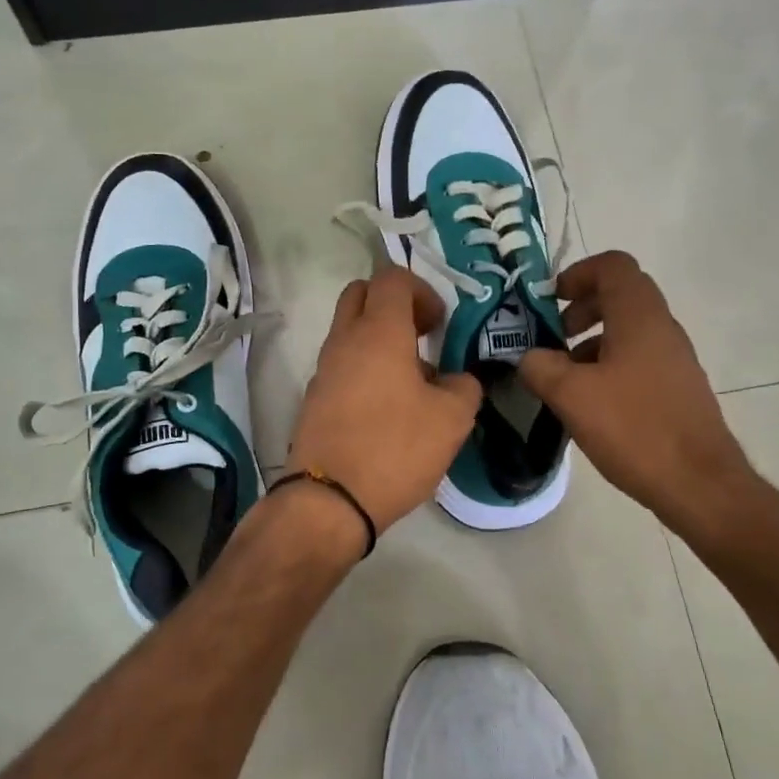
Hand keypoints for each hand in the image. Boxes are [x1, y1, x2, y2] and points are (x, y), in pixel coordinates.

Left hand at [286, 265, 482, 539]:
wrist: (329, 500)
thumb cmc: (395, 448)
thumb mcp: (452, 419)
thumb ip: (463, 387)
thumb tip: (456, 380)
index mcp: (378, 332)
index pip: (392, 278)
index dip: (422, 291)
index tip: (439, 325)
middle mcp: (344, 340)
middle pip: (361, 294)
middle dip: (394, 304)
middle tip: (422, 336)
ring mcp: (324, 369)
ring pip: (350, 331)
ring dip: (380, 339)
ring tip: (412, 381)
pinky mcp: (315, 398)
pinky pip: (342, 364)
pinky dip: (365, 368)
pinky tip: (389, 408)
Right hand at [518, 251, 756, 527]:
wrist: (699, 484)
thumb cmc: (634, 428)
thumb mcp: (572, 395)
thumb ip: (540, 367)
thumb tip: (529, 357)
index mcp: (639, 317)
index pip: (613, 265)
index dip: (577, 273)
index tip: (550, 301)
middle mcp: (662, 328)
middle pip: (620, 295)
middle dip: (580, 308)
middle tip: (552, 337)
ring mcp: (674, 359)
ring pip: (627, 330)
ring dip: (591, 341)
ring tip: (564, 377)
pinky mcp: (677, 388)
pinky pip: (637, 359)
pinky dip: (608, 366)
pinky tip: (590, 404)